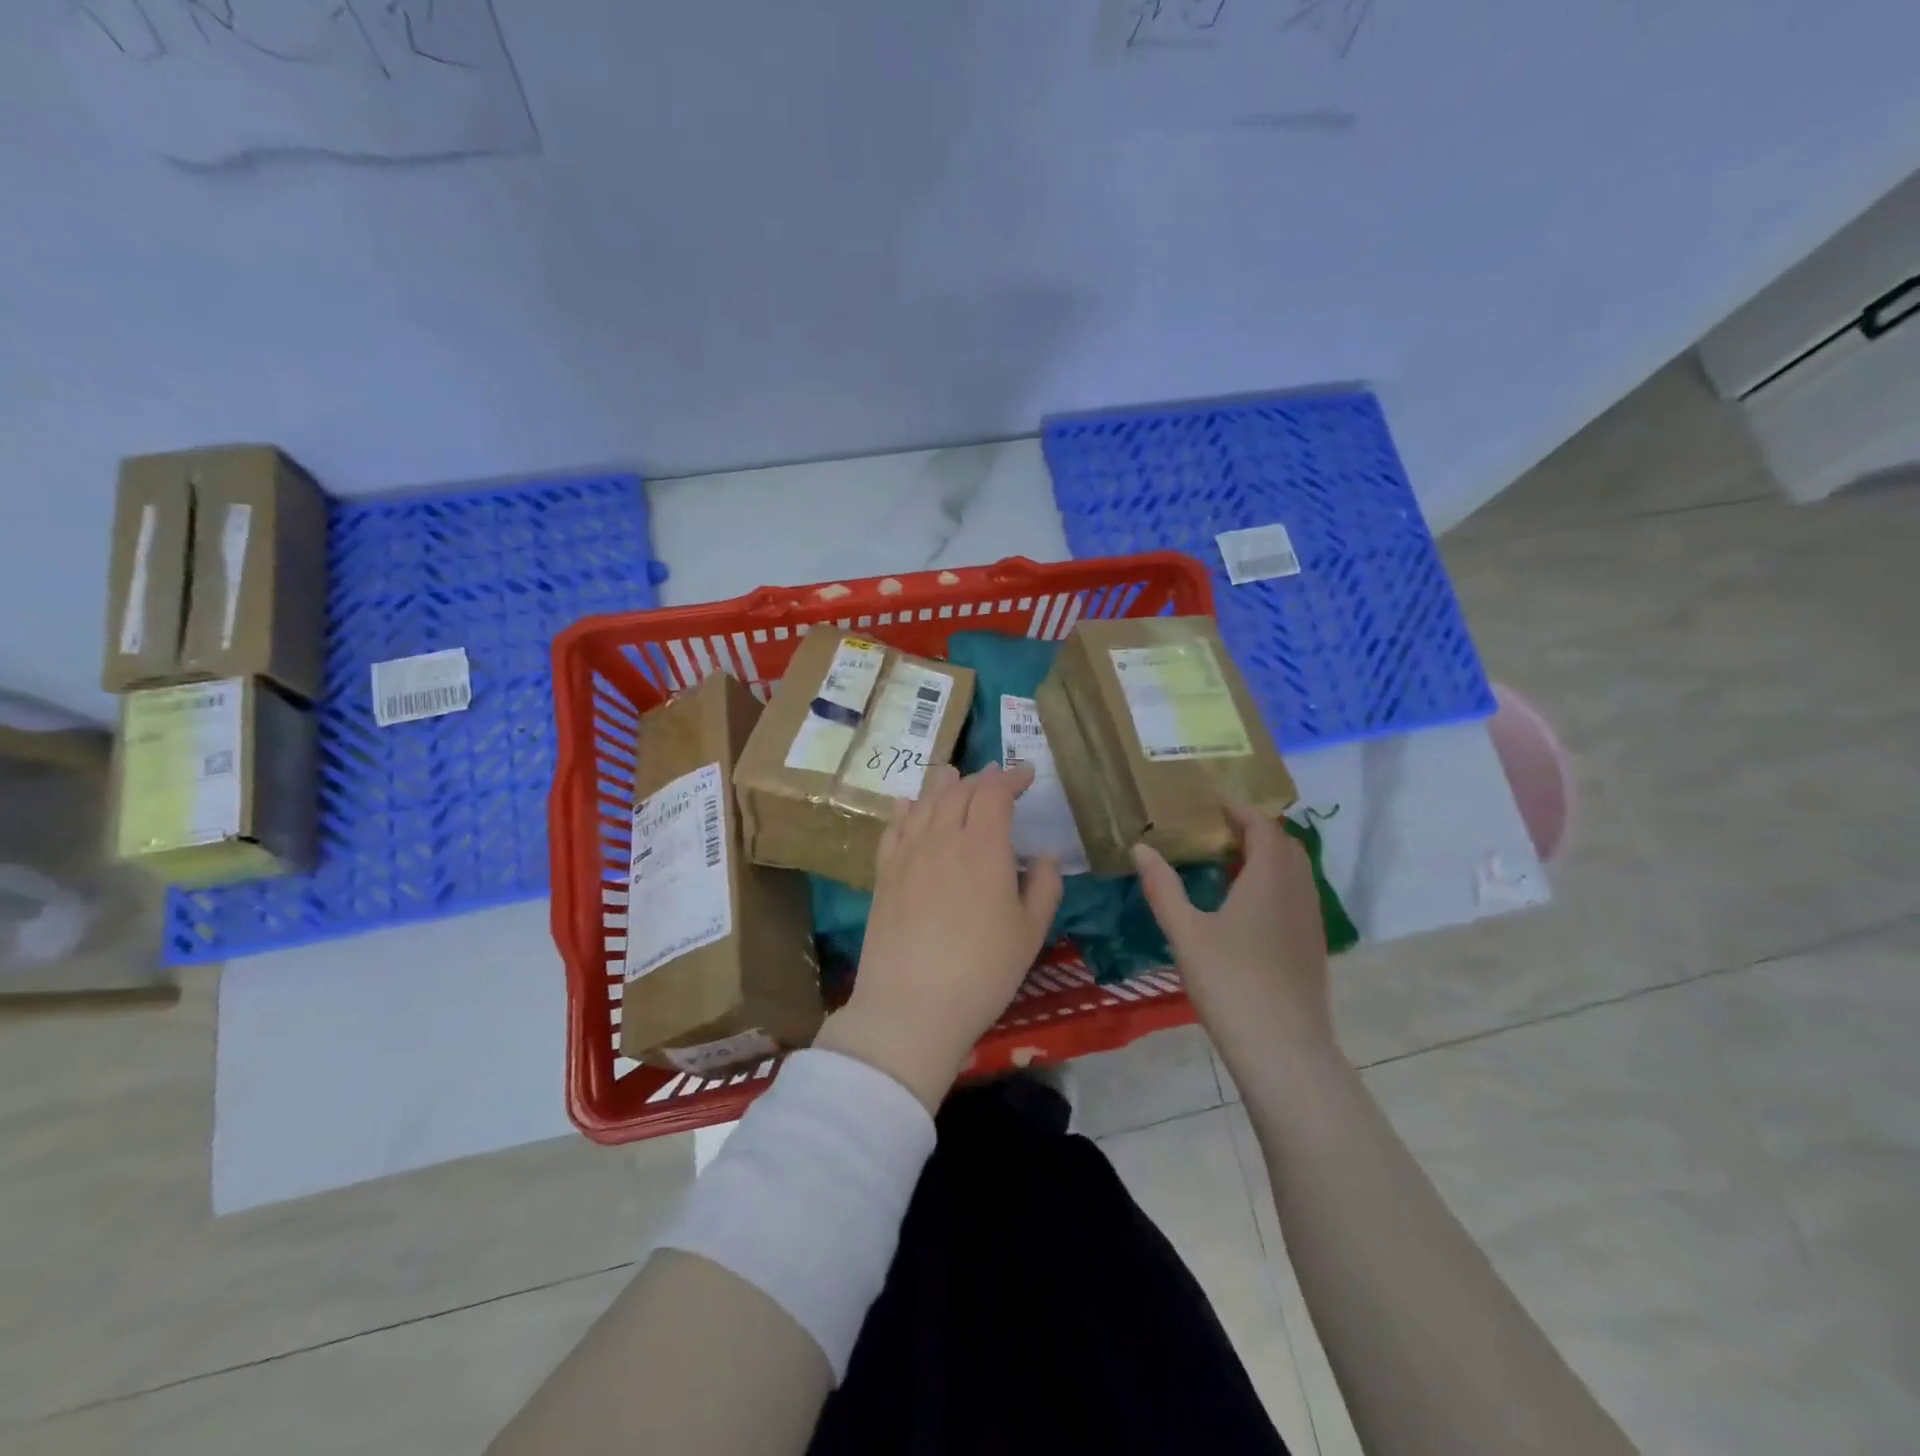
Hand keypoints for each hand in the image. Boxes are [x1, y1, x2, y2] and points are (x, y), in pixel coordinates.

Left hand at [816, 764, 1063, 1111]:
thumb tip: (1045, 855)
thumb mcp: (1030, 933)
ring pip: (925, 803)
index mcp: (983, 846)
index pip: (995, 792)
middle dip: (981, 779)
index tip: (1026, 774)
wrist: (910, 1006)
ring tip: (953, 776)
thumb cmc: (982, 971)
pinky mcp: (883, 874)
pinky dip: (905, 809)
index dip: (1011, 777)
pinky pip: (894, 827)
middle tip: (995, 781)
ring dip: (944, 785)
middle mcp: (942, 838)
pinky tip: (907, 805)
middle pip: (959, 790)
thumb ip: (1044, 886)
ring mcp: (907, 854)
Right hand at [1132, 801, 1333, 1057]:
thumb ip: (1163, 887)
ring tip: (1228, 861)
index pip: (1262, 826)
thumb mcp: (1186, 932)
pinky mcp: (1312, 945)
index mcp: (1269, 878)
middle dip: (1254, 829)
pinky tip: (1246, 905)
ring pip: (1294, 871)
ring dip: (1266, 856)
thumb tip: (1141, 848)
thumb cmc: (1230, 982)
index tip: (1211, 801)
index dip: (1238, 809)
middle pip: (1283, 844)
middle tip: (1217, 829)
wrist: (1283, 1048)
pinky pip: (1296, 894)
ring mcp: (1310, 920)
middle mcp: (1297, 890)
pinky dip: (1274, 882)